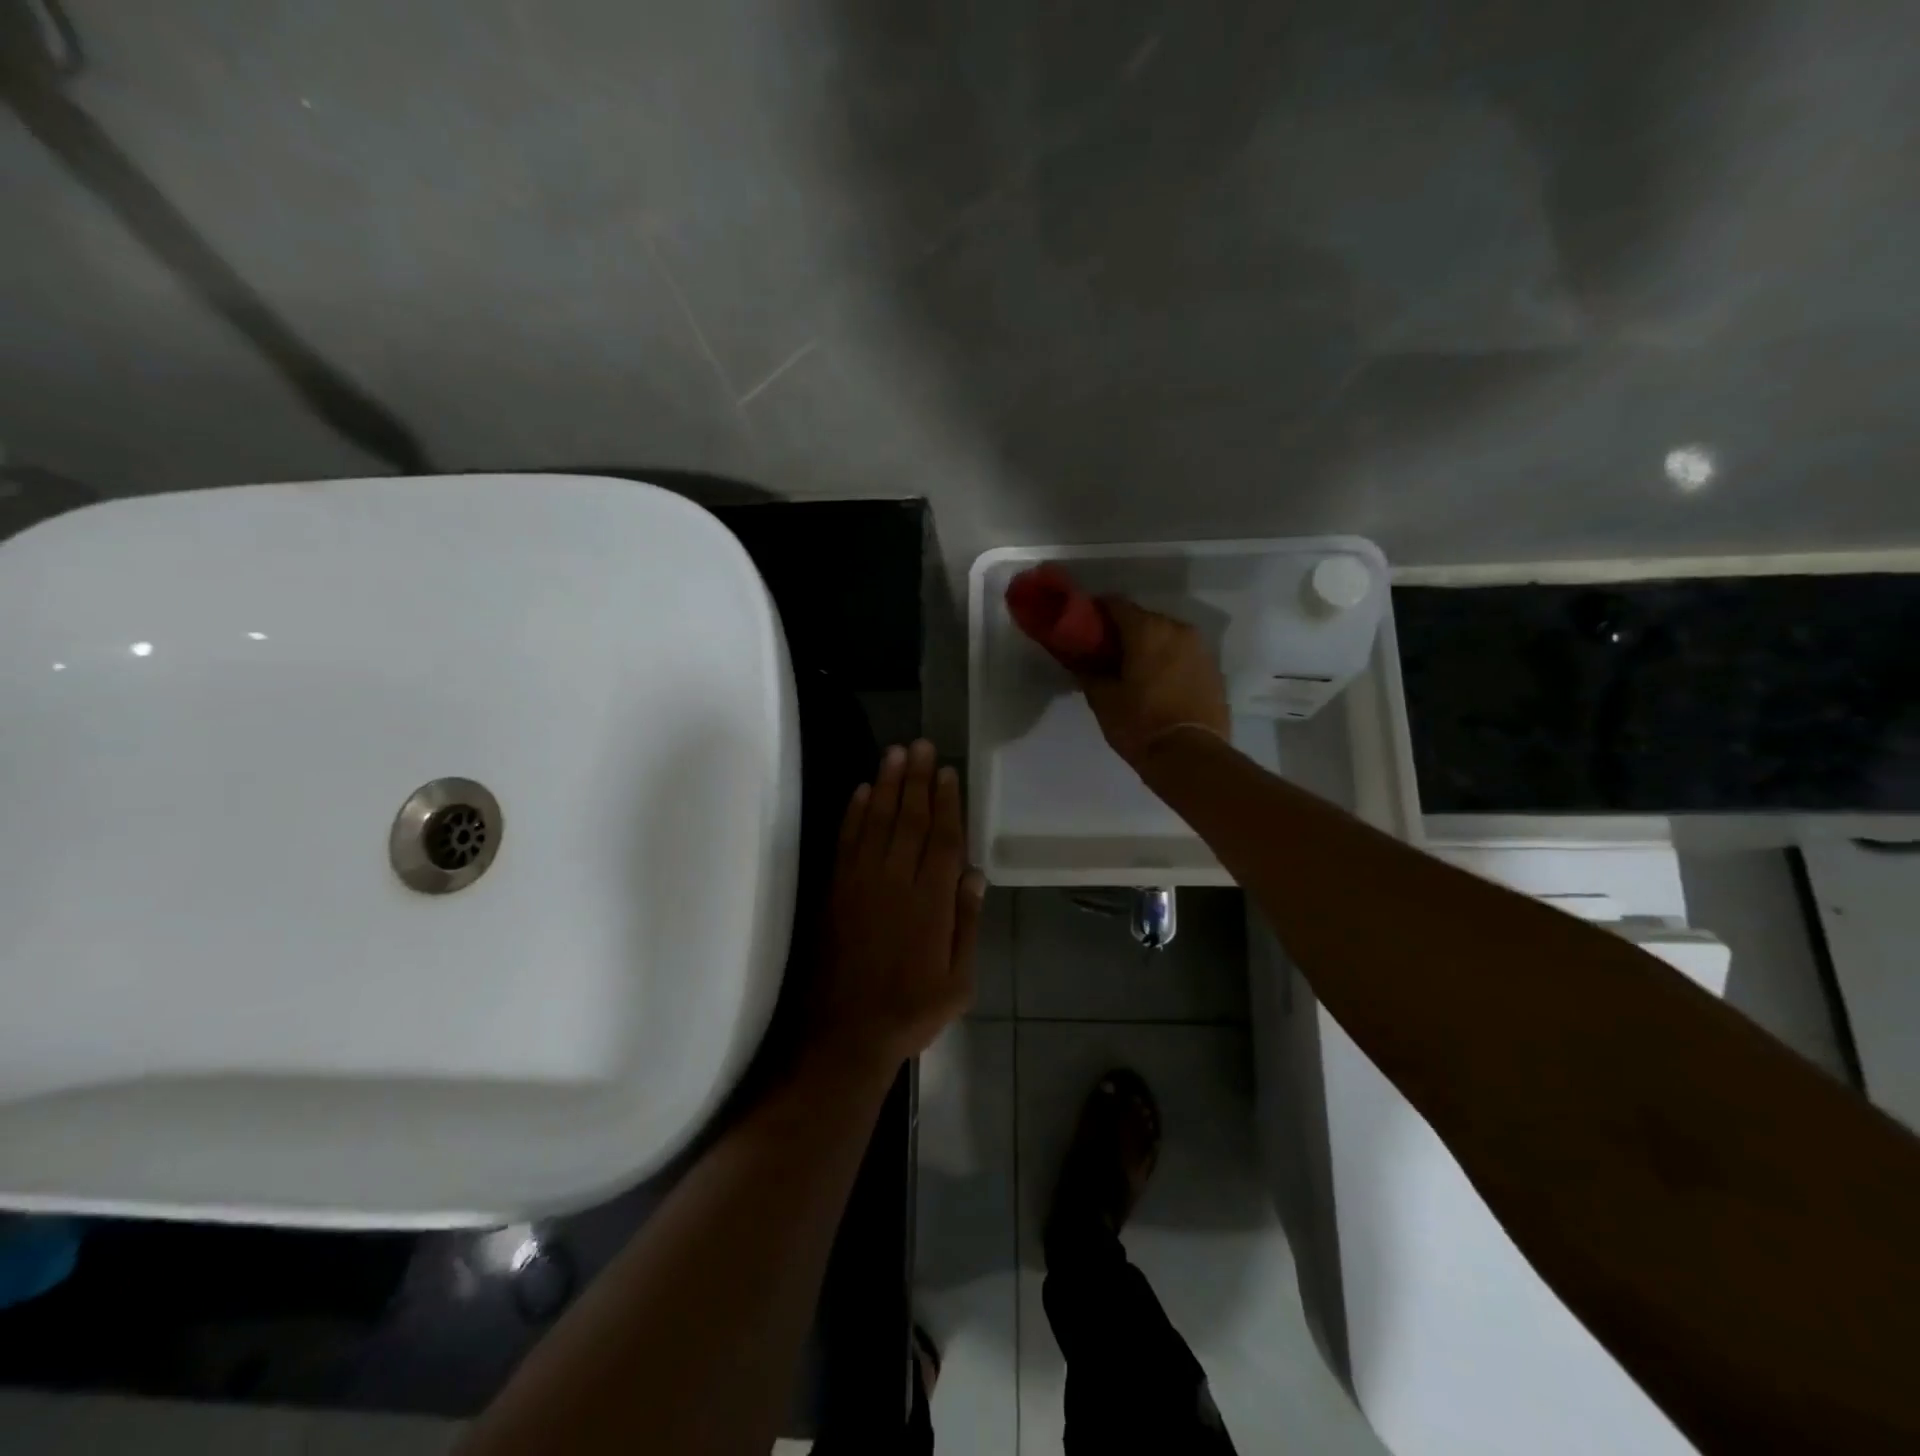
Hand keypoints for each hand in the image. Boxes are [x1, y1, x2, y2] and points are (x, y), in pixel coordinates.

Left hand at [814, 740, 983, 1074]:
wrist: (846, 1033)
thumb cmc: (912, 1009)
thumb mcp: (959, 980)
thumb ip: (967, 925)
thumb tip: (974, 876)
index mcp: (932, 902)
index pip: (943, 839)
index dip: (947, 803)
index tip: (948, 772)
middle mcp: (897, 882)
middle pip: (910, 820)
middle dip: (917, 780)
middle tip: (921, 745)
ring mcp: (861, 883)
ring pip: (878, 822)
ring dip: (888, 785)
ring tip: (895, 753)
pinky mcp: (836, 890)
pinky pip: (847, 841)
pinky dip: (855, 814)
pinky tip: (862, 791)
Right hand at [1078, 596, 1230, 768]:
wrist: (1192, 757)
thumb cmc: (1140, 724)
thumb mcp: (1103, 700)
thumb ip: (1088, 672)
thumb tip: (1078, 660)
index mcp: (1148, 629)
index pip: (1116, 604)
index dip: (1096, 612)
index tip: (1083, 627)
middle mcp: (1178, 629)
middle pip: (1144, 619)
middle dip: (1124, 632)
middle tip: (1106, 653)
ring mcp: (1201, 649)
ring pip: (1166, 637)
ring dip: (1148, 647)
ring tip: (1133, 671)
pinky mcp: (1214, 669)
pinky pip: (1183, 655)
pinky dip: (1168, 661)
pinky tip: (1157, 684)